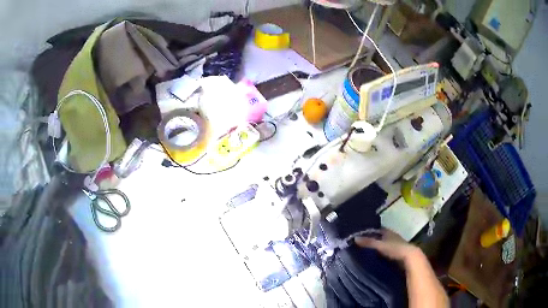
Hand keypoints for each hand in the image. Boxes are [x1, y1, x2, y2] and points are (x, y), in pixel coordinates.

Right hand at [354, 228, 419, 262]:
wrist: (409, 257)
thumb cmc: (395, 248)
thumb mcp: (380, 245)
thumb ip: (368, 242)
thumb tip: (354, 238)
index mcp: (389, 232)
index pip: (378, 229)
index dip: (371, 231)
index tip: (362, 234)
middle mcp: (393, 236)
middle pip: (382, 236)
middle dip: (374, 239)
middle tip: (363, 243)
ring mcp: (396, 244)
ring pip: (385, 243)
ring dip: (379, 246)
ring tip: (368, 251)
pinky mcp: (398, 252)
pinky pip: (388, 250)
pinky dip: (382, 252)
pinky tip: (377, 257)